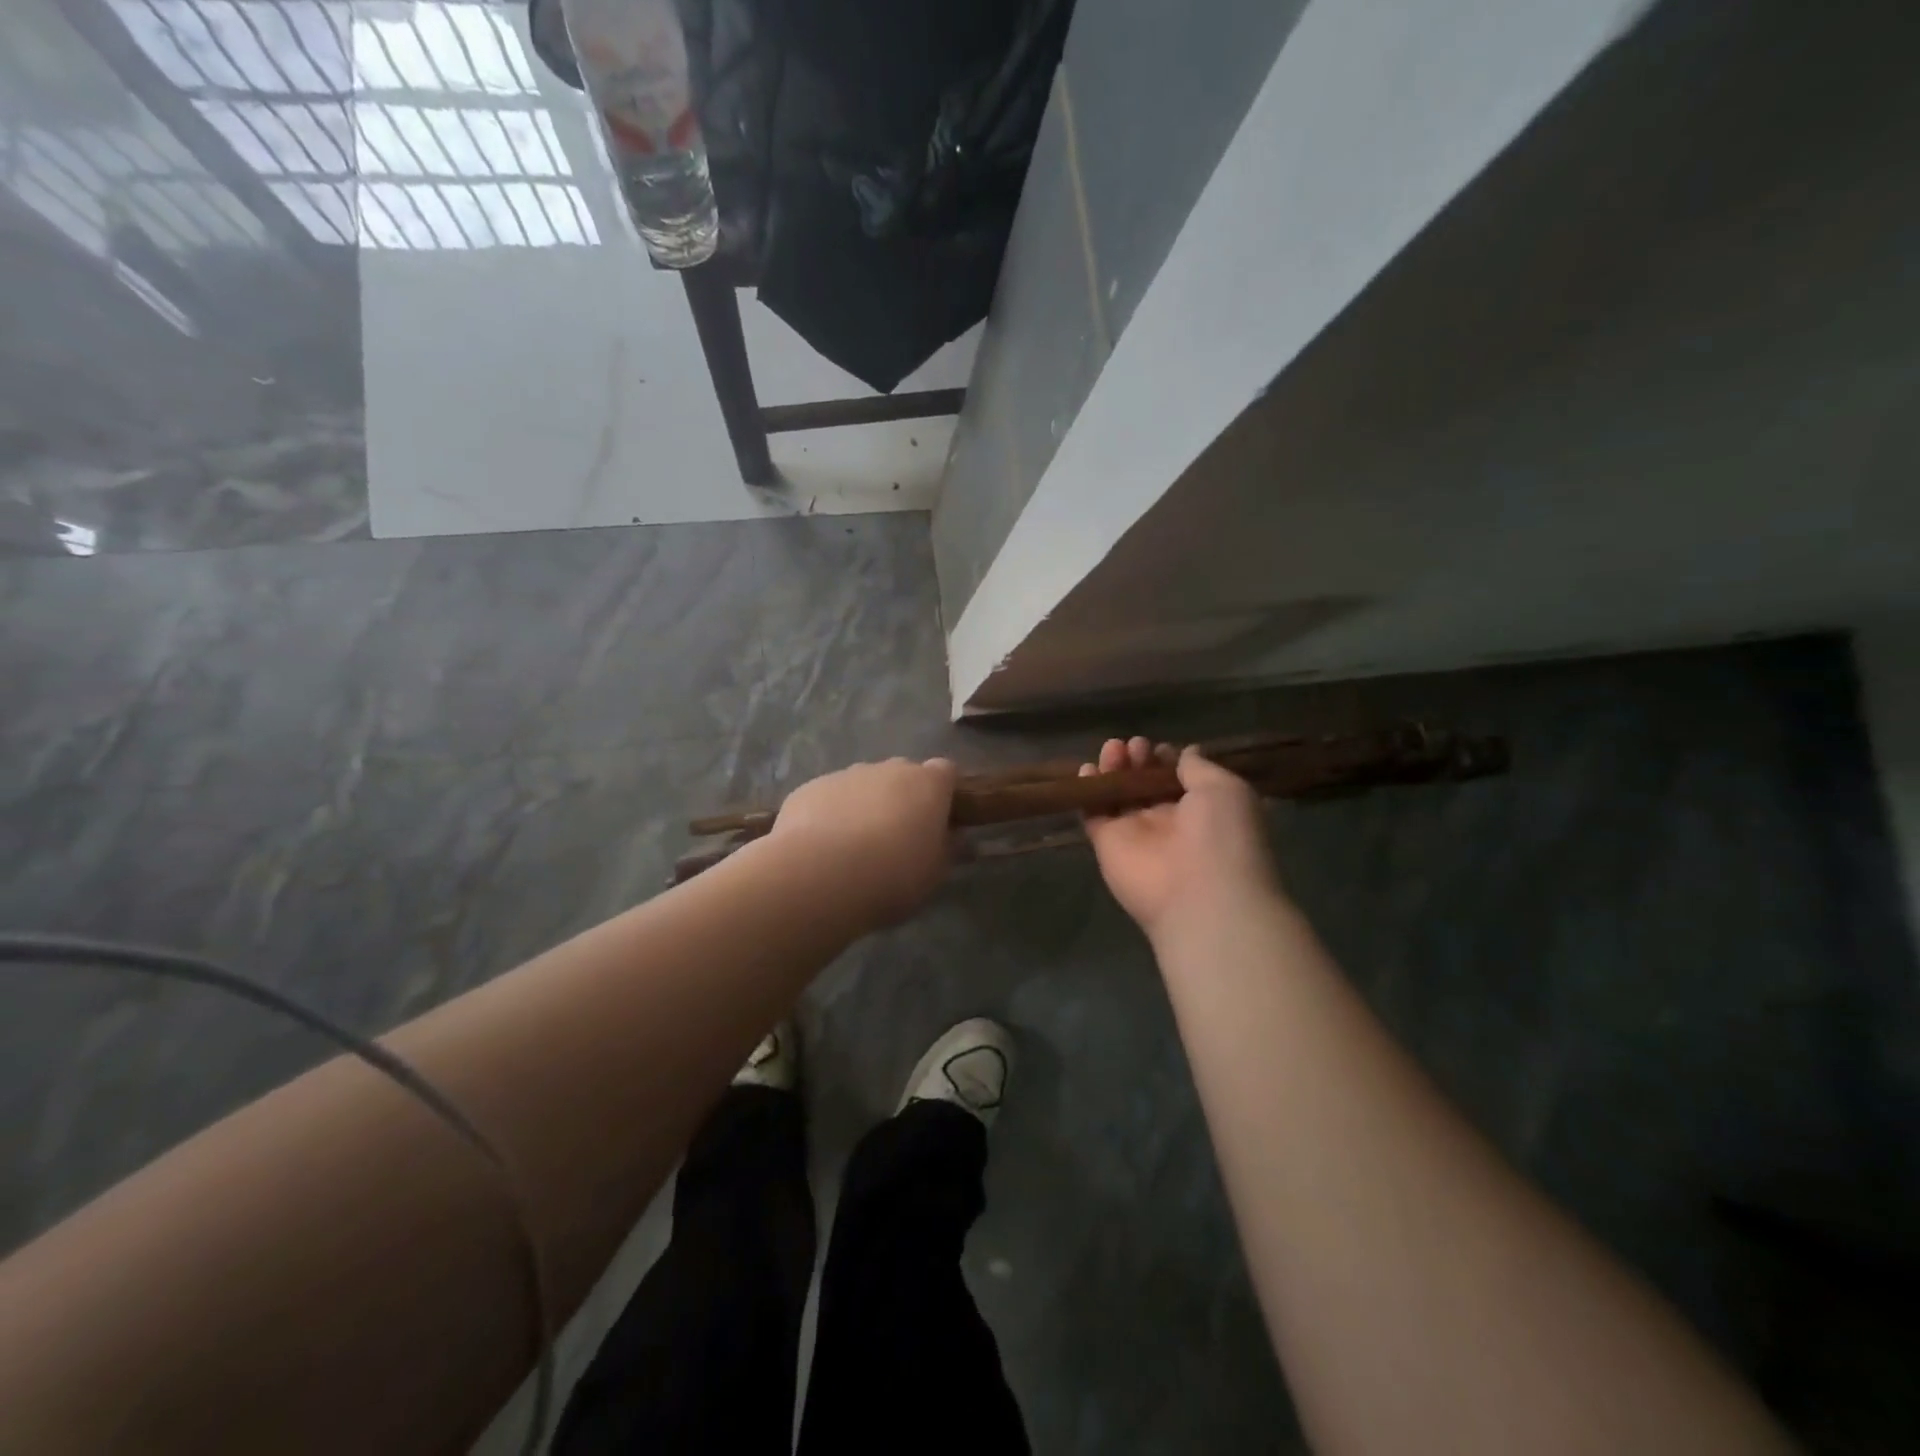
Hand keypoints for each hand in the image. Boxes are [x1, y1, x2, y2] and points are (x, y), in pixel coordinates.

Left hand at [770, 757, 956, 927]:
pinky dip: (831, 815)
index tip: (940, 820)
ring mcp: (846, 775)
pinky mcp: (809, 789)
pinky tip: (822, 849)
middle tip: (897, 837)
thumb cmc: (892, 875)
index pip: (946, 772)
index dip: (943, 794)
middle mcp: (888, 769)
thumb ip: (948, 850)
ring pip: (863, 785)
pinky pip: (829, 798)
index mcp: (927, 784)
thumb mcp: (934, 873)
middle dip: (902, 798)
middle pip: (902, 775)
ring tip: (855, 848)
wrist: (820, 876)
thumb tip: (959, 839)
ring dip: (865, 806)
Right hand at [1081, 737, 1281, 941]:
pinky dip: (1088, 791)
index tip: (1160, 747)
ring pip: (1118, 794)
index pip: (1177, 777)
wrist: (1201, 895)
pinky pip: (1093, 813)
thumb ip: (1199, 768)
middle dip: (1139, 759)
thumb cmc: (1224, 836)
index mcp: (1202, 809)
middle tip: (1135, 746)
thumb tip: (1187, 752)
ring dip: (1114, 768)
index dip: (1166, 759)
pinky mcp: (1107, 844)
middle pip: (1144, 782)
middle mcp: (1168, 820)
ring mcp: (1135, 833)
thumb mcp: (1225, 789)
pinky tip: (1087, 770)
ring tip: (1114, 749)